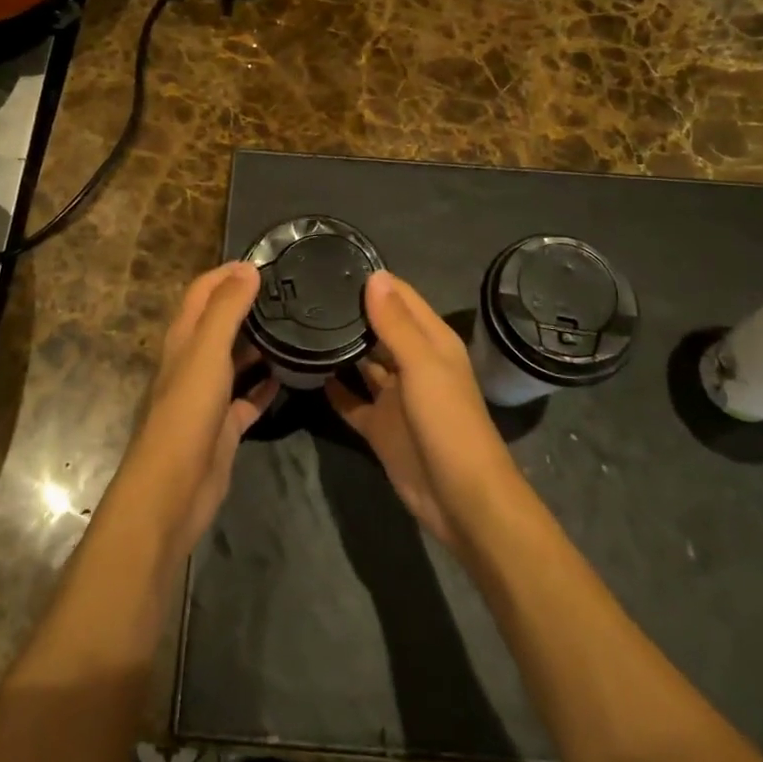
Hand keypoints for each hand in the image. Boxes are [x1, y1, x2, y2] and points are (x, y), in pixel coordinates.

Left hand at [123, 261, 273, 559]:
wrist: (173, 489)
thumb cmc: (187, 412)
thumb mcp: (207, 351)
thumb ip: (227, 309)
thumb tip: (247, 268)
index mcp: (183, 339)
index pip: (202, 292)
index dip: (226, 273)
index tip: (263, 261)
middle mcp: (193, 362)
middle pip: (220, 323)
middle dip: (248, 304)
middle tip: (289, 293)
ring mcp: (208, 396)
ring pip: (236, 360)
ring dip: (259, 343)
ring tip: (297, 327)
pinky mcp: (224, 426)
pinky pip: (249, 398)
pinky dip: (266, 385)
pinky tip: (291, 375)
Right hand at [326, 271, 519, 550]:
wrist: (461, 497)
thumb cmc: (448, 422)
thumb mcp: (423, 365)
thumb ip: (396, 323)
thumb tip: (374, 276)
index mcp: (432, 342)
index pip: (402, 298)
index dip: (374, 281)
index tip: (333, 264)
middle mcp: (413, 363)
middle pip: (381, 328)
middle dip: (352, 311)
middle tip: (306, 292)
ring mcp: (395, 396)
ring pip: (364, 362)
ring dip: (341, 346)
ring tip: (301, 323)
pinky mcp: (379, 425)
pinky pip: (352, 400)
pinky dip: (334, 388)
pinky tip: (306, 370)